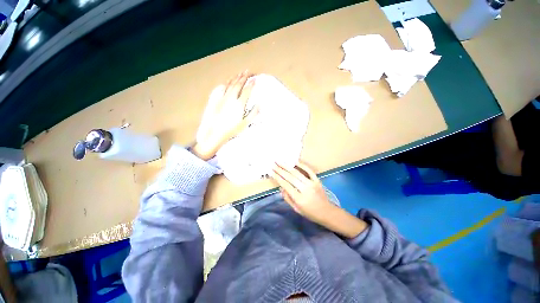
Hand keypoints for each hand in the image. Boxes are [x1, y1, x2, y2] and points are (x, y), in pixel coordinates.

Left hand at [193, 71, 257, 159]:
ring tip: (239, 73)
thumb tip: (259, 104)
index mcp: (239, 104)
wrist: (216, 132)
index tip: (255, 79)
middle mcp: (231, 99)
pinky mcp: (216, 100)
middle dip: (244, 77)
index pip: (247, 91)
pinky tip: (227, 81)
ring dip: (235, 78)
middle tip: (248, 72)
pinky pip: (221, 88)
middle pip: (238, 85)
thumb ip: (253, 113)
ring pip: (230, 85)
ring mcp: (223, 98)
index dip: (251, 84)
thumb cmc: (232, 129)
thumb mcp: (245, 123)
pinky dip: (226, 83)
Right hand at [271, 162, 367, 237]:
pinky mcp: (317, 180)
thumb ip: (287, 198)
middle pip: (290, 177)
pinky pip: (309, 171)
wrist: (327, 212)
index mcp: (299, 198)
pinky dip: (302, 165)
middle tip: (273, 164)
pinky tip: (295, 161)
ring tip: (280, 161)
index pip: (286, 185)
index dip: (278, 177)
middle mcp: (305, 189)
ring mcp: (311, 183)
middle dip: (280, 170)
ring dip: (287, 166)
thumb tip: (281, 187)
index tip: (271, 171)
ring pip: (297, 173)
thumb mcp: (296, 209)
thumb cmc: (310, 213)